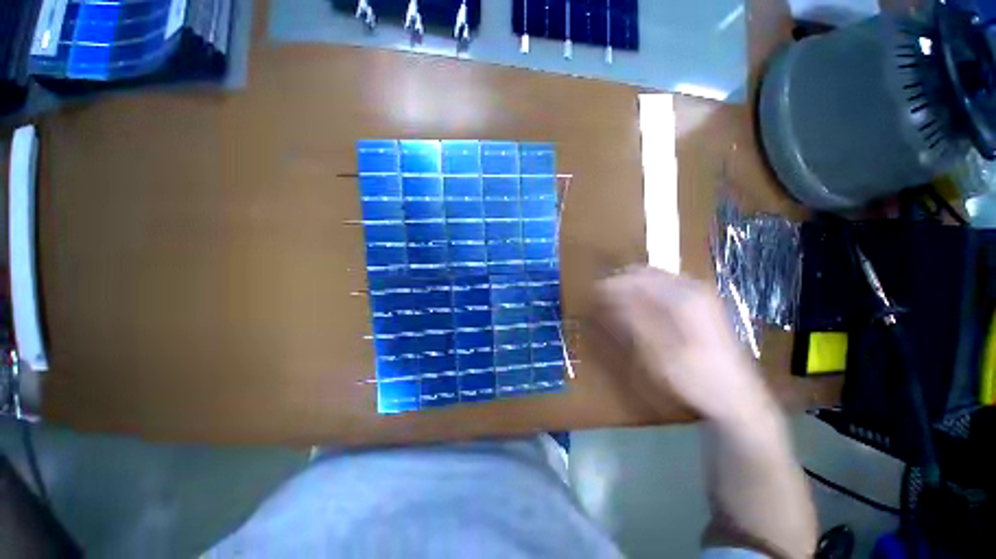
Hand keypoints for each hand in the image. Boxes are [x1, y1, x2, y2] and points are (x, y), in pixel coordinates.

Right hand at [595, 267, 772, 424]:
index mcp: (685, 297)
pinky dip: (645, 295)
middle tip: (602, 296)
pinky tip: (636, 309)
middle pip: (648, 274)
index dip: (614, 283)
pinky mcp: (700, 307)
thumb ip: (632, 319)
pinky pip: (665, 291)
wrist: (737, 399)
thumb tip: (607, 296)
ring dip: (632, 288)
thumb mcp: (658, 351)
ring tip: (614, 302)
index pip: (639, 278)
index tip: (594, 291)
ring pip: (656, 280)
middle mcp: (693, 289)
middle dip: (622, 282)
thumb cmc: (696, 377)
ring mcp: (699, 297)